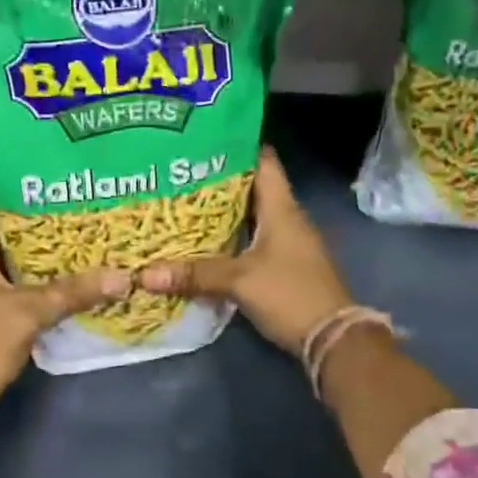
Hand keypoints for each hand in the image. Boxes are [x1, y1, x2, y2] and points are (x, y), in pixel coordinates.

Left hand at [0, 217, 129, 409]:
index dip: (28, 207)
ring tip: (74, 257)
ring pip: (6, 270)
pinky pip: (4, 292)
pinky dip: (27, 289)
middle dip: (40, 238)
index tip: (62, 203)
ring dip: (35, 266)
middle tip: (77, 230)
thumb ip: (74, 292)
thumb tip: (122, 277)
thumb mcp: (32, 312)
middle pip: (5, 243)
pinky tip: (56, 292)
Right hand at [137, 147, 351, 353]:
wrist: (333, 338)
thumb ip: (195, 274)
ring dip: (225, 212)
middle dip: (219, 181)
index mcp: (282, 208)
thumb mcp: (239, 281)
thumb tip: (144, 274)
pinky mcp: (286, 266)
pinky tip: (207, 243)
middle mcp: (288, 219)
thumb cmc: (290, 294)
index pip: (263, 161)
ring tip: (185, 204)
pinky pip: (255, 241)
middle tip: (180, 174)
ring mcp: (290, 243)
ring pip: (253, 217)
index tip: (203, 140)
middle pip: (253, 188)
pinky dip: (233, 238)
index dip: (237, 146)